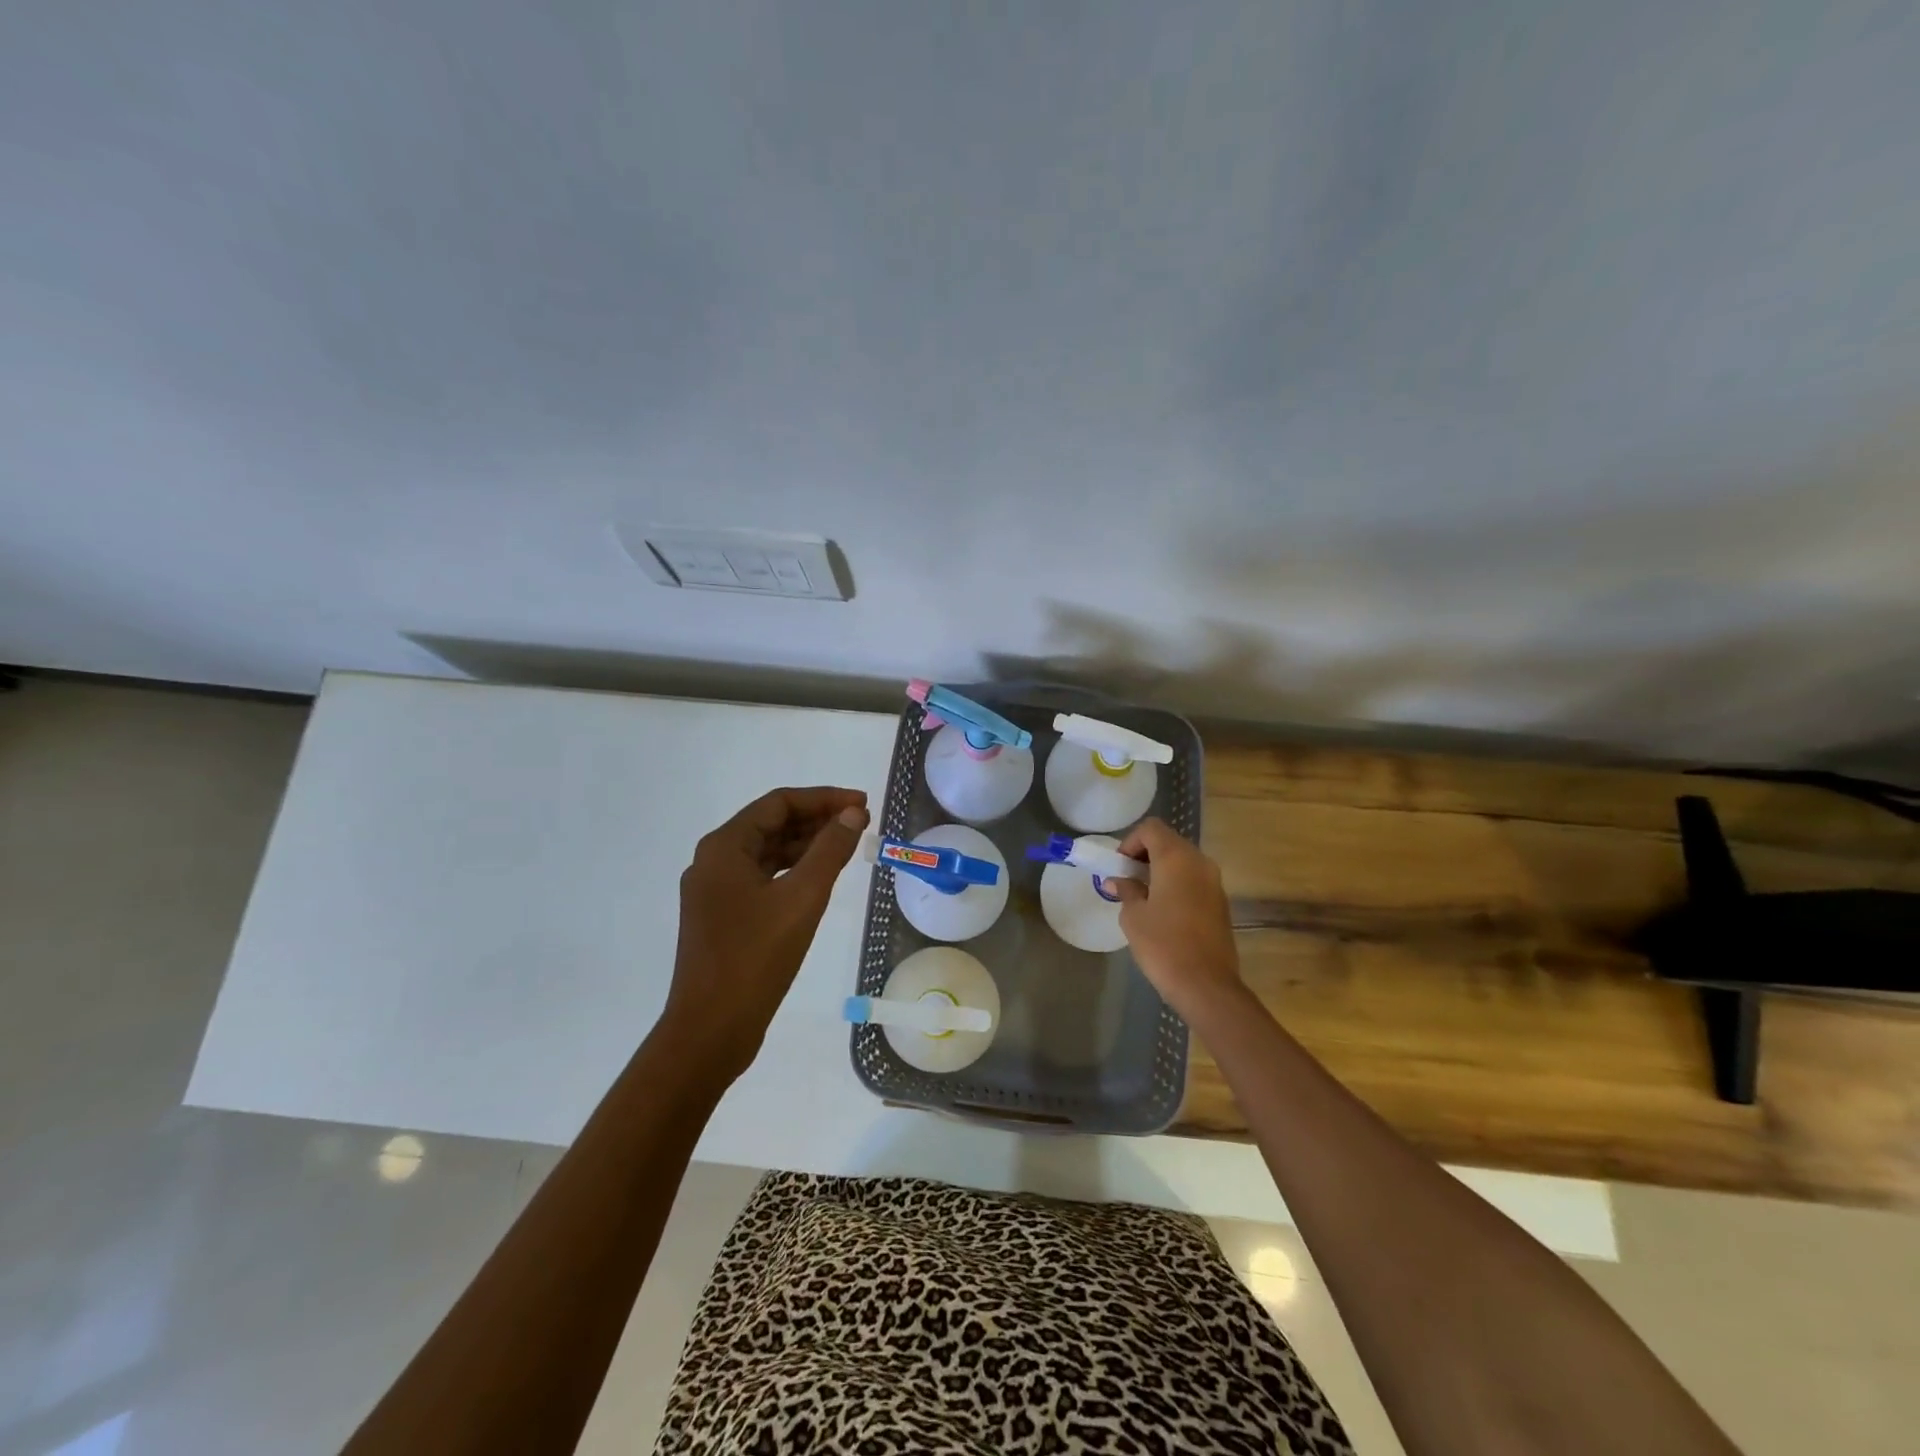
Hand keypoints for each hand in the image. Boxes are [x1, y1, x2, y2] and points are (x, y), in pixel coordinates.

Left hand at [663, 786, 870, 1078]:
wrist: (711, 1030)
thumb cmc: (755, 957)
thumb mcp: (802, 898)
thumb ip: (830, 850)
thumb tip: (853, 813)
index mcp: (724, 847)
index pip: (779, 803)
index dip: (824, 798)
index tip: (862, 804)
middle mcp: (713, 862)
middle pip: (771, 824)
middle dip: (816, 819)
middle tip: (861, 822)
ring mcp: (715, 892)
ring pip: (767, 853)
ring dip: (806, 845)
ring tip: (848, 846)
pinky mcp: (723, 918)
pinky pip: (762, 879)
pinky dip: (793, 872)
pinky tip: (820, 879)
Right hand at [1107, 818, 1246, 1024]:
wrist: (1206, 985)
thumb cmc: (1163, 944)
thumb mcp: (1133, 916)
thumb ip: (1126, 890)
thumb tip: (1119, 881)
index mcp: (1176, 858)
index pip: (1151, 829)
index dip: (1130, 842)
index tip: (1119, 866)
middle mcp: (1199, 862)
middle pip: (1169, 842)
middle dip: (1145, 854)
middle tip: (1127, 879)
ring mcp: (1214, 882)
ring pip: (1183, 861)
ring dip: (1162, 869)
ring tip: (1144, 895)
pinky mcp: (1221, 902)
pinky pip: (1194, 880)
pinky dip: (1177, 884)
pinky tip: (1164, 910)